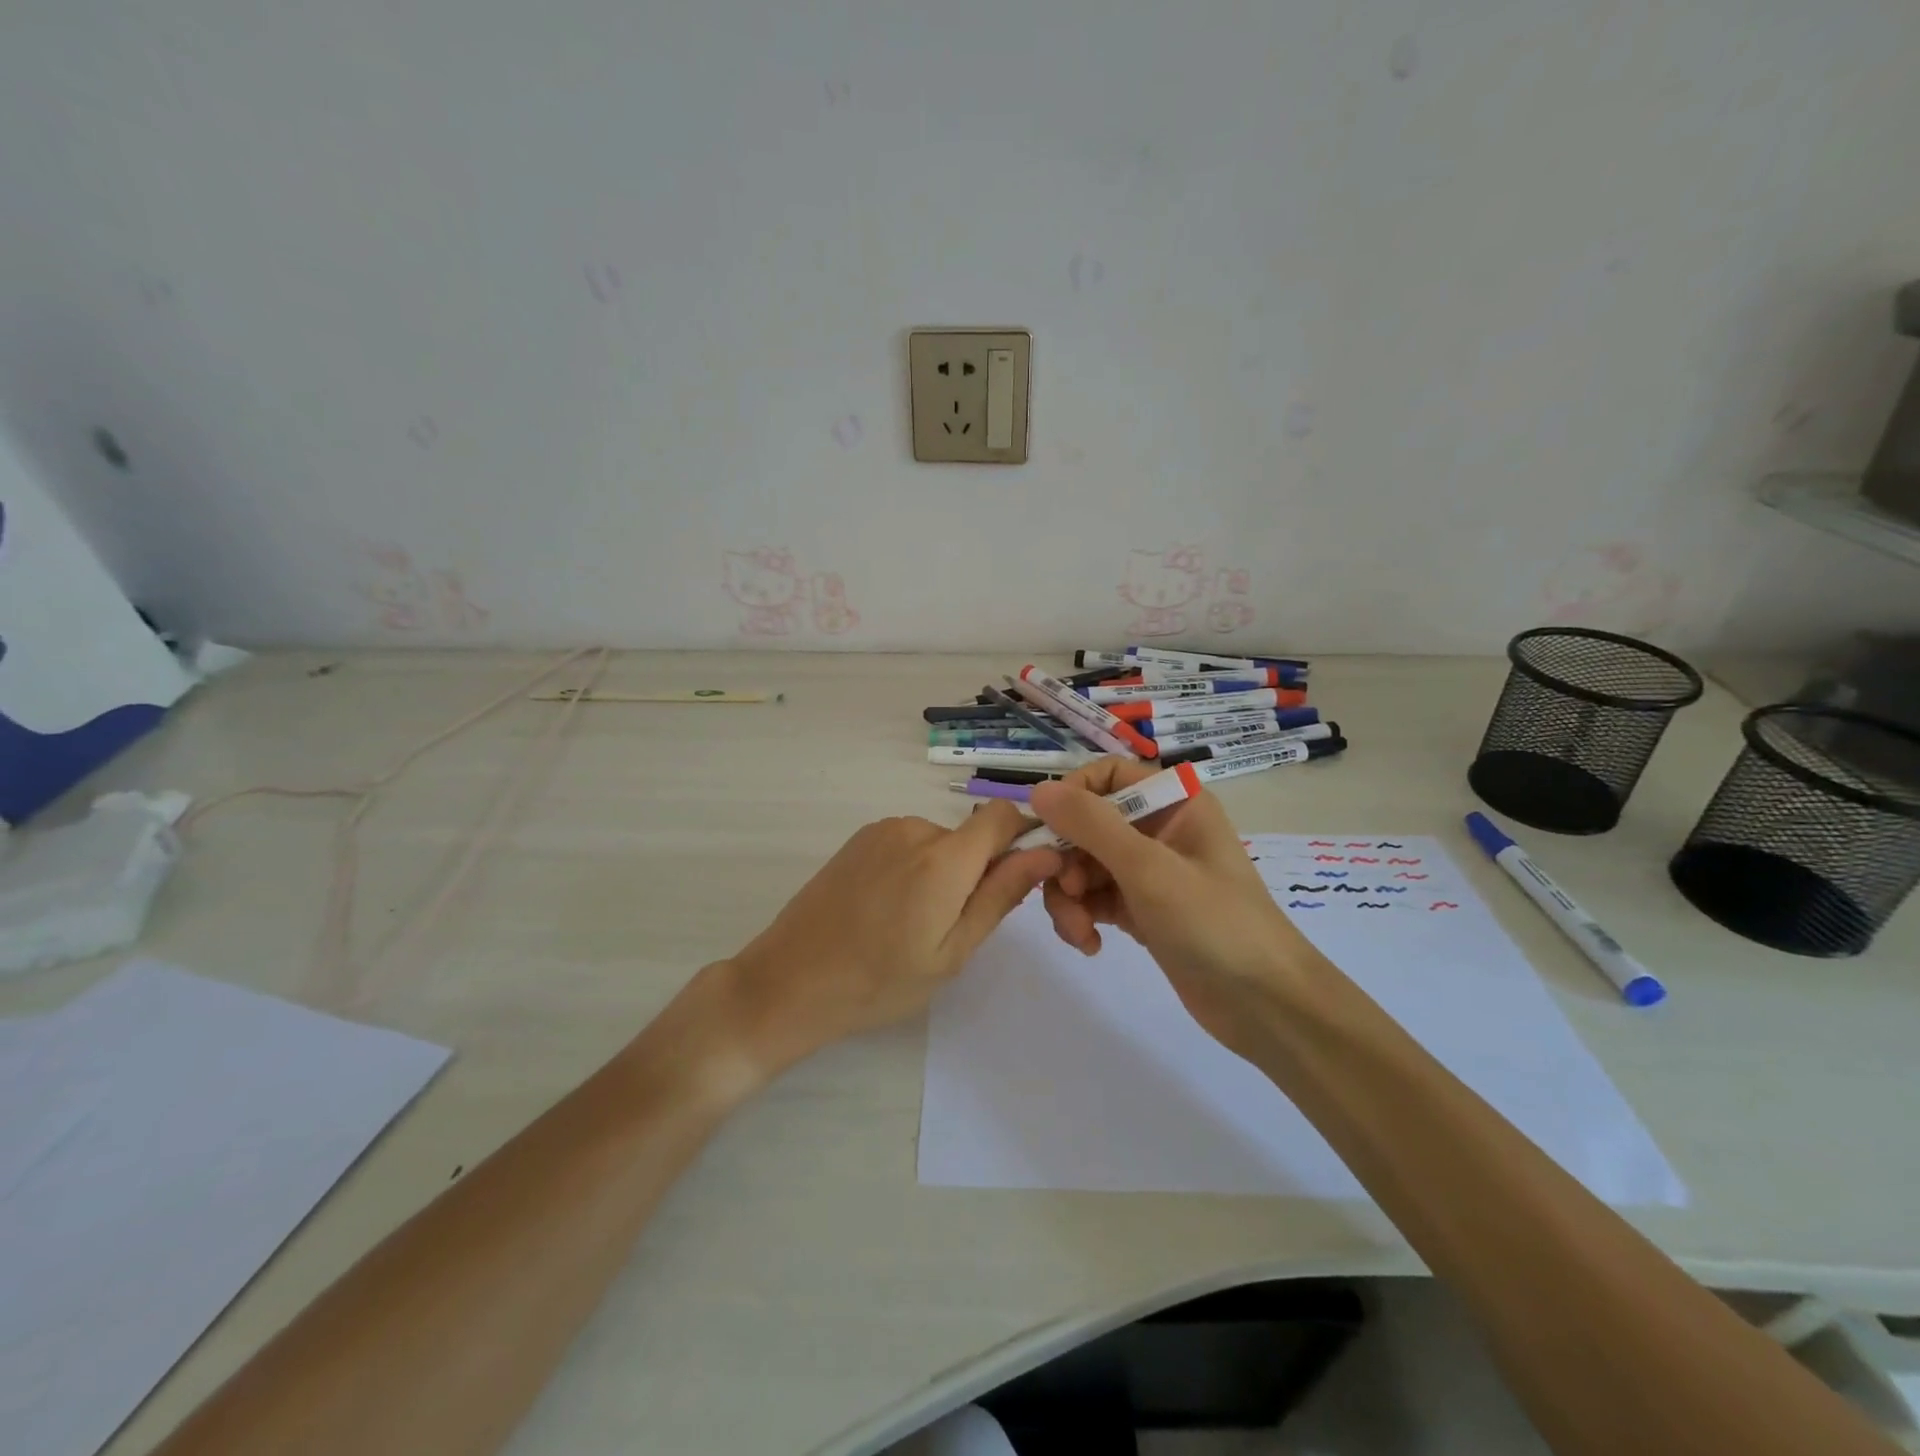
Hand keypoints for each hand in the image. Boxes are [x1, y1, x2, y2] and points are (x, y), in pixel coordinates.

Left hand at [725, 803, 1060, 1071]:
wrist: (789, 981)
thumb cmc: (879, 981)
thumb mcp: (951, 952)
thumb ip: (1000, 896)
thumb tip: (1047, 854)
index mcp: (943, 858)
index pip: (1002, 815)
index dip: (1019, 839)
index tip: (1011, 881)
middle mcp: (914, 828)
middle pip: (969, 835)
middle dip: (974, 871)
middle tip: (949, 927)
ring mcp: (881, 830)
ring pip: (938, 842)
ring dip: (941, 872)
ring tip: (910, 924)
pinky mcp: (858, 839)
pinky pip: (907, 843)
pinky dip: (912, 868)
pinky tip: (885, 910)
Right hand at [1029, 759, 1329, 1057]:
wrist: (1265, 1006)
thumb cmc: (1214, 923)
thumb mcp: (1148, 868)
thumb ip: (1091, 825)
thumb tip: (1038, 790)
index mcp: (1174, 802)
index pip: (1108, 776)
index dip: (1072, 797)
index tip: (1046, 831)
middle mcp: (1159, 829)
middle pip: (1088, 825)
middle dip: (1067, 861)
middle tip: (1067, 894)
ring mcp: (1149, 872)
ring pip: (1085, 865)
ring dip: (1070, 896)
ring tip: (1079, 932)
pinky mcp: (1142, 910)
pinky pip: (1095, 898)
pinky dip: (1083, 917)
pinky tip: (1089, 944)